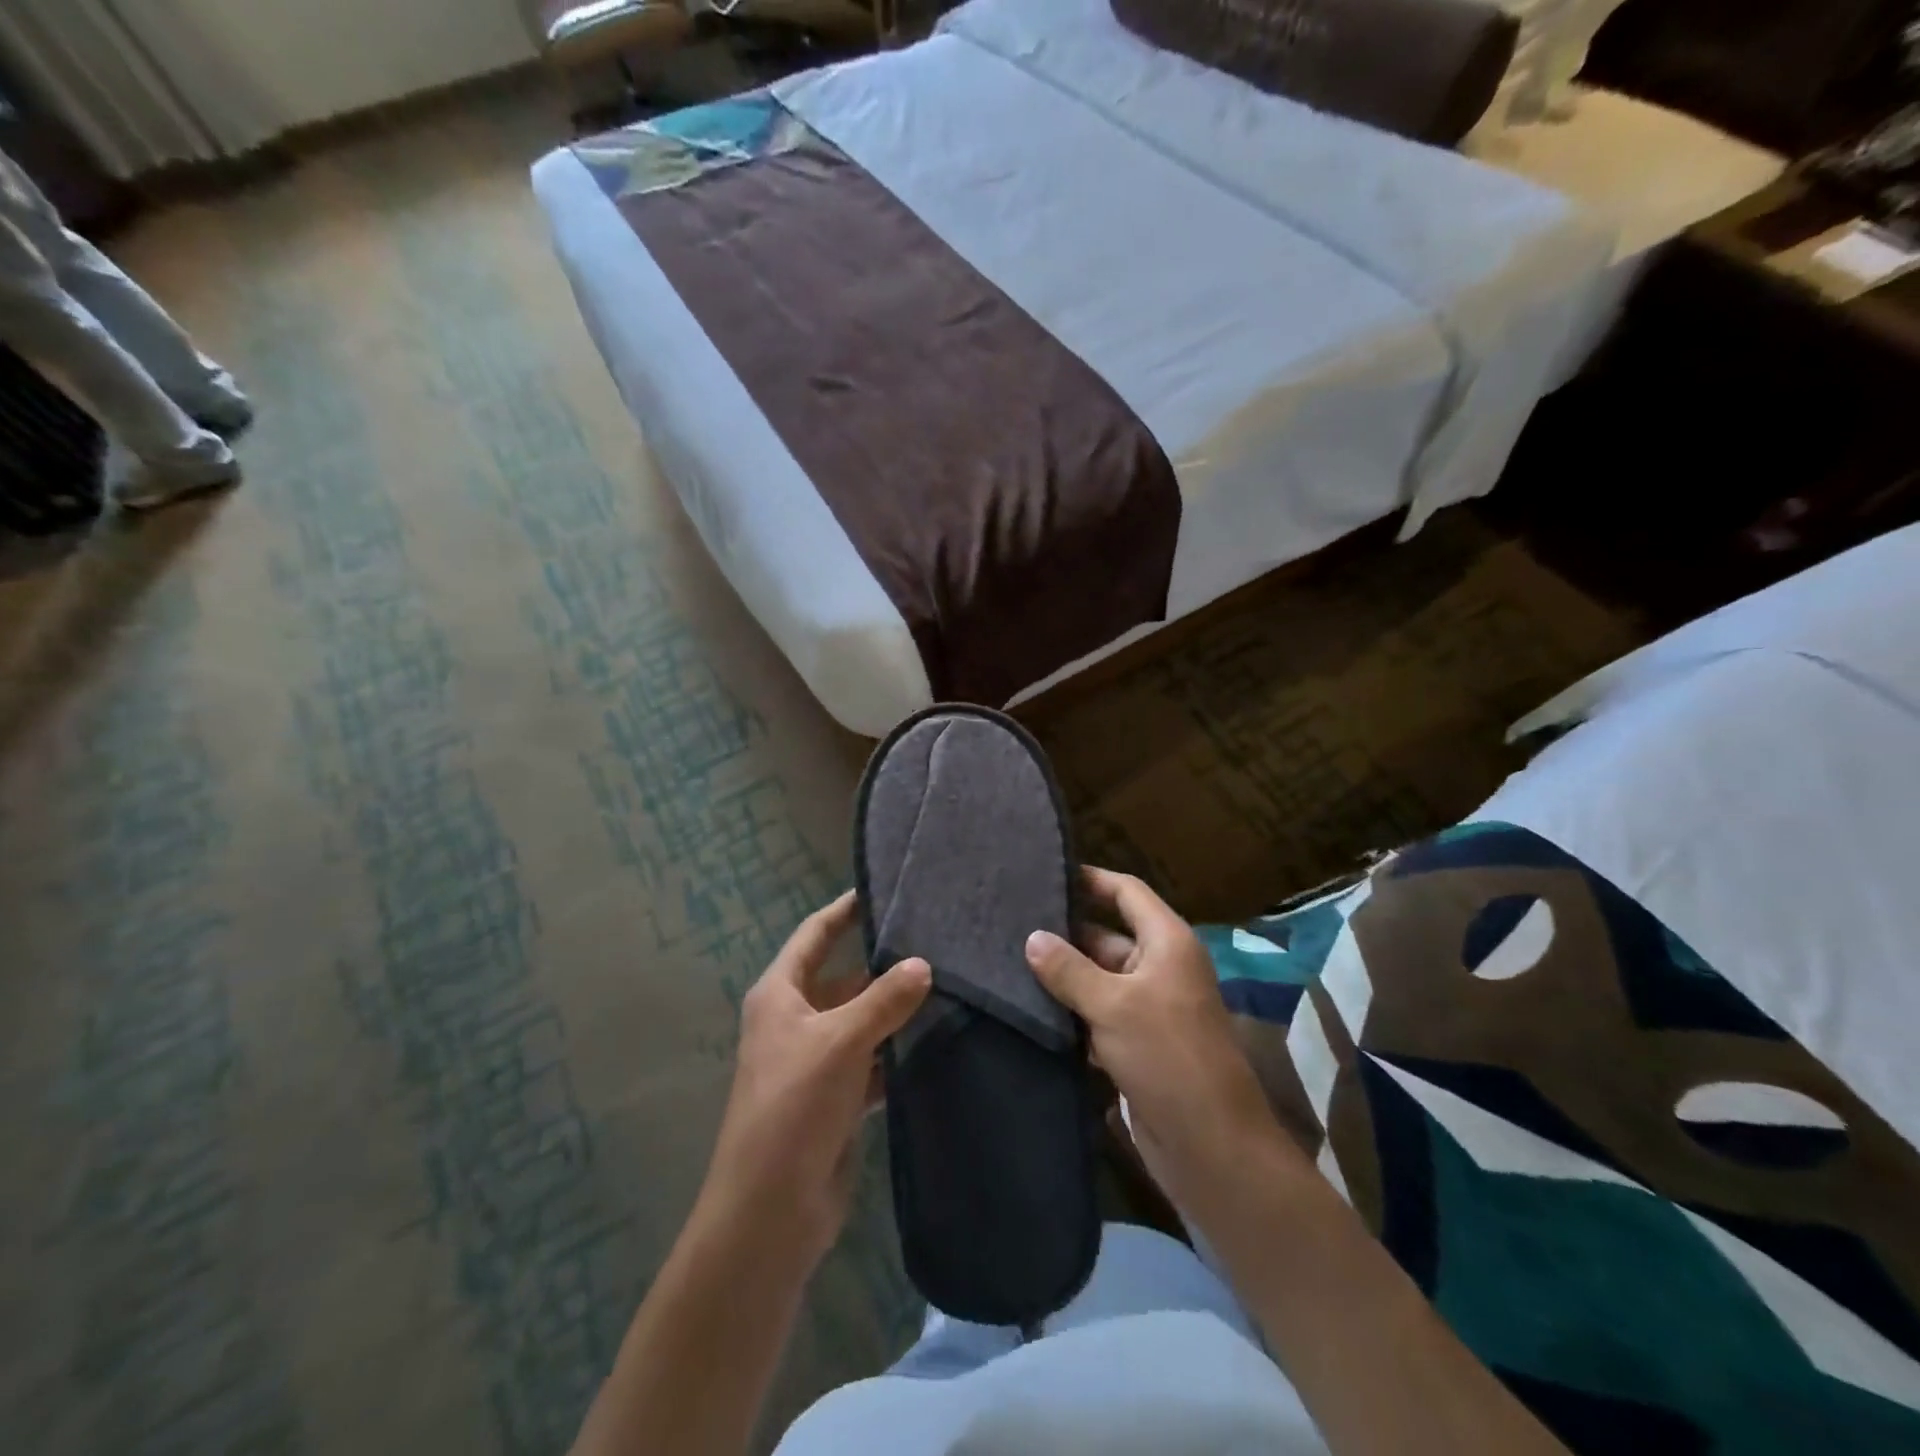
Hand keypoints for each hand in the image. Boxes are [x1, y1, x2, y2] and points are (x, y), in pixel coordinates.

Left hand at [703, 891, 931, 1266]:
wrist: (770, 1210)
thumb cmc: (794, 1105)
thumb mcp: (841, 1041)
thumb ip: (884, 1000)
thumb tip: (923, 965)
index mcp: (780, 995)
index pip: (815, 934)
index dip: (844, 910)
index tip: (881, 888)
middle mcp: (795, 1021)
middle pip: (844, 978)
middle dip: (884, 964)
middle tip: (936, 942)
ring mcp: (816, 1061)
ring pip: (862, 1021)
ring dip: (895, 1011)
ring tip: (948, 985)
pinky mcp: (835, 1099)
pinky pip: (872, 1062)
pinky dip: (896, 1053)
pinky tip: (935, 1041)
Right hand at [1026, 869, 1288, 1206]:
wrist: (1211, 1145)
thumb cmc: (1167, 1056)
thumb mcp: (1113, 1005)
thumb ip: (1069, 969)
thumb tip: (1032, 938)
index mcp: (1166, 942)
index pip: (1126, 892)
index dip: (1090, 879)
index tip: (1045, 874)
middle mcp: (1159, 967)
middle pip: (1107, 936)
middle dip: (1064, 933)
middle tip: (1010, 924)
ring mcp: (1148, 1008)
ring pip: (1098, 979)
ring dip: (1063, 976)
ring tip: (1007, 962)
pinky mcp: (1136, 1045)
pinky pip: (1097, 1015)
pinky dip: (1070, 1013)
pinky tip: (1029, 1010)